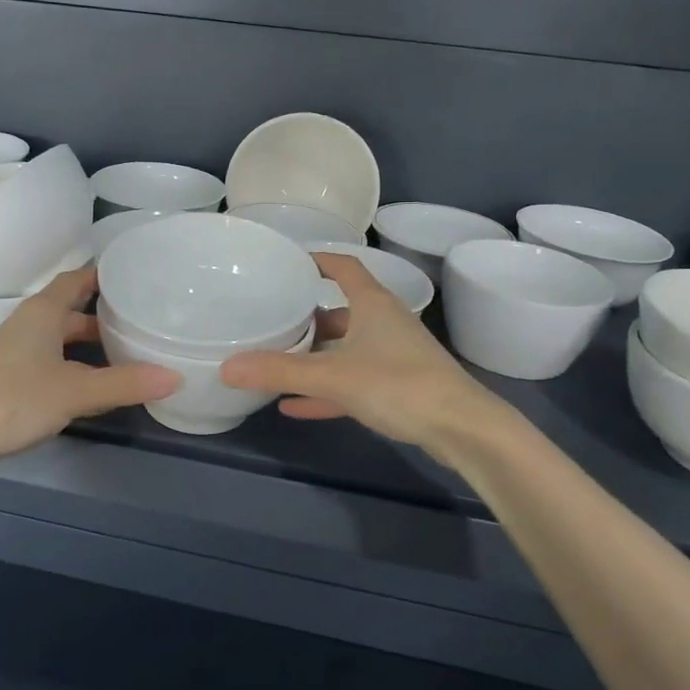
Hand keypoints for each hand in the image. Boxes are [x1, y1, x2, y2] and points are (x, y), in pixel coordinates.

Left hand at [0, 267, 180, 463]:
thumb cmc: (12, 398)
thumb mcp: (75, 390)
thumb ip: (125, 383)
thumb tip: (177, 376)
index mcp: (43, 312)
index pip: (78, 279)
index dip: (106, 275)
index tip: (139, 275)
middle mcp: (30, 325)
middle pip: (74, 311)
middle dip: (107, 316)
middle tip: (147, 320)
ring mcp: (19, 354)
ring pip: (64, 342)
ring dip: (93, 347)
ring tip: (133, 354)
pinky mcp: (13, 382)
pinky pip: (55, 366)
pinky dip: (79, 370)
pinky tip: (101, 388)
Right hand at [221, 253, 490, 446]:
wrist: (463, 429)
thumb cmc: (399, 384)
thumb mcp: (333, 376)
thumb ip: (280, 371)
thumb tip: (225, 367)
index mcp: (372, 304)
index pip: (344, 266)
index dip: (317, 260)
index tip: (287, 263)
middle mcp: (384, 323)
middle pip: (340, 311)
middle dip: (307, 317)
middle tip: (271, 321)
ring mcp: (394, 357)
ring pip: (346, 349)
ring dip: (315, 357)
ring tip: (276, 363)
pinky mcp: (399, 389)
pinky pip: (353, 382)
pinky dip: (326, 391)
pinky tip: (294, 406)